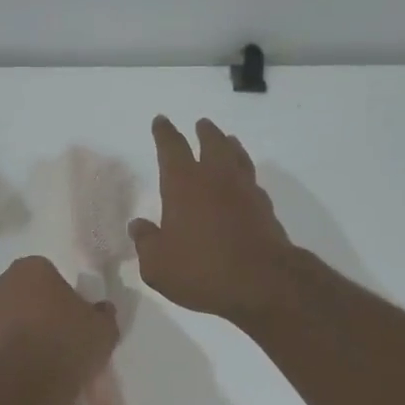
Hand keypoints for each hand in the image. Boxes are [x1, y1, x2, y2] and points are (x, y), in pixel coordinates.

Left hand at [0, 256, 119, 397]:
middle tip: (61, 342)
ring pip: (8, 325)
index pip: (50, 275)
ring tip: (45, 367)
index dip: (64, 298)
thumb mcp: (103, 328)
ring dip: (23, 339)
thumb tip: (102, 310)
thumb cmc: (66, 342)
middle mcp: (0, 286)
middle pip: (25, 298)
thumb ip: (103, 314)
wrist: (23, 384)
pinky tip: (28, 380)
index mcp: (31, 269)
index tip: (75, 320)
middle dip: (40, 316)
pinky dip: (10, 361)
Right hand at [130, 117, 295, 323]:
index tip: (161, 121)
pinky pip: (252, 181)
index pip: (172, 148)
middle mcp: (215, 179)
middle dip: (203, 133)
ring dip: (230, 146)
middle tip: (201, 124)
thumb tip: (139, 226)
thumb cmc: (201, 270)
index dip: (164, 133)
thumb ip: (146, 242)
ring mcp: (245, 191)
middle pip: (211, 144)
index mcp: (183, 185)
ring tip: (228, 140)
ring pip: (237, 157)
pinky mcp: (265, 209)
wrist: (262, 282)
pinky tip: (244, 182)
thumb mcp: (158, 265)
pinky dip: (244, 174)